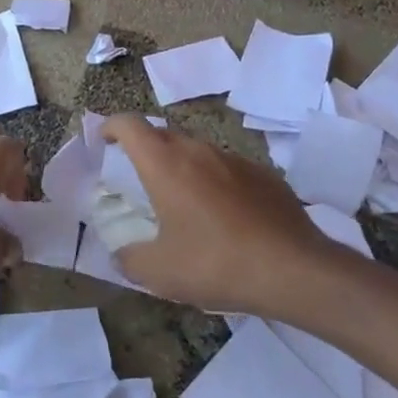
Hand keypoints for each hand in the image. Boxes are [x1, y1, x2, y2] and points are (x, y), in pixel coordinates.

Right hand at [103, 115, 332, 315]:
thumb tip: (120, 254)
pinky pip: (226, 169)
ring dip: (181, 168)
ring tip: (182, 202)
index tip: (104, 142)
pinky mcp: (262, 174)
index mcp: (165, 163)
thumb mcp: (160, 273)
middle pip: (162, 135)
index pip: (129, 124)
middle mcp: (197, 150)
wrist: (293, 269)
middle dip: (144, 151)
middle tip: (139, 181)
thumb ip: (130, 259)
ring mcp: (233, 158)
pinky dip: (214, 182)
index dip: (111, 127)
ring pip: (196, 151)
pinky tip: (223, 217)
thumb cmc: (216, 263)